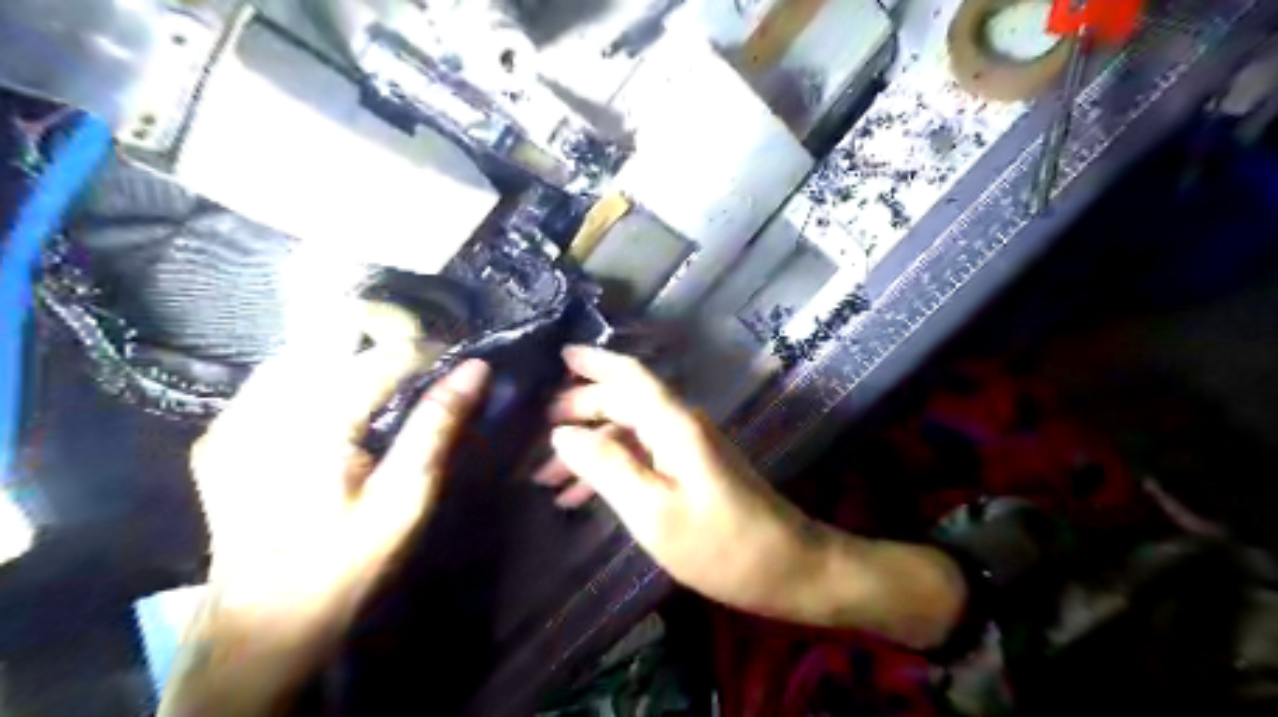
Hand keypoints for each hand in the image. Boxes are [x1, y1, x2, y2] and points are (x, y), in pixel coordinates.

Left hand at [192, 342, 489, 620]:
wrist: (262, 621)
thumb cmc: (347, 563)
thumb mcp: (405, 498)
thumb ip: (438, 425)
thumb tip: (475, 370)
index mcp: (313, 424)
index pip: (380, 356)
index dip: (424, 350)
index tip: (453, 359)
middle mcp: (264, 407)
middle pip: (330, 335)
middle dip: (381, 339)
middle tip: (419, 365)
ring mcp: (232, 418)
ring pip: (301, 350)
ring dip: (348, 354)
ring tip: (385, 380)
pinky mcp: (220, 434)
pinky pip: (275, 378)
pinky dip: (315, 375)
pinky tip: (338, 404)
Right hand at [535, 349, 963, 649]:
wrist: (786, 568)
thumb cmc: (718, 543)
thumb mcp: (652, 510)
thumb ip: (606, 466)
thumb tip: (563, 433)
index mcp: (674, 424)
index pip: (629, 377)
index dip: (594, 363)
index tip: (560, 355)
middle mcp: (681, 426)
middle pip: (625, 402)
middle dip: (582, 408)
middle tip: (540, 425)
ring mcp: (688, 449)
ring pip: (629, 433)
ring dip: (590, 447)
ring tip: (548, 474)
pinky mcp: (692, 472)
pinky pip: (641, 458)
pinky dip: (611, 469)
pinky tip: (582, 495)